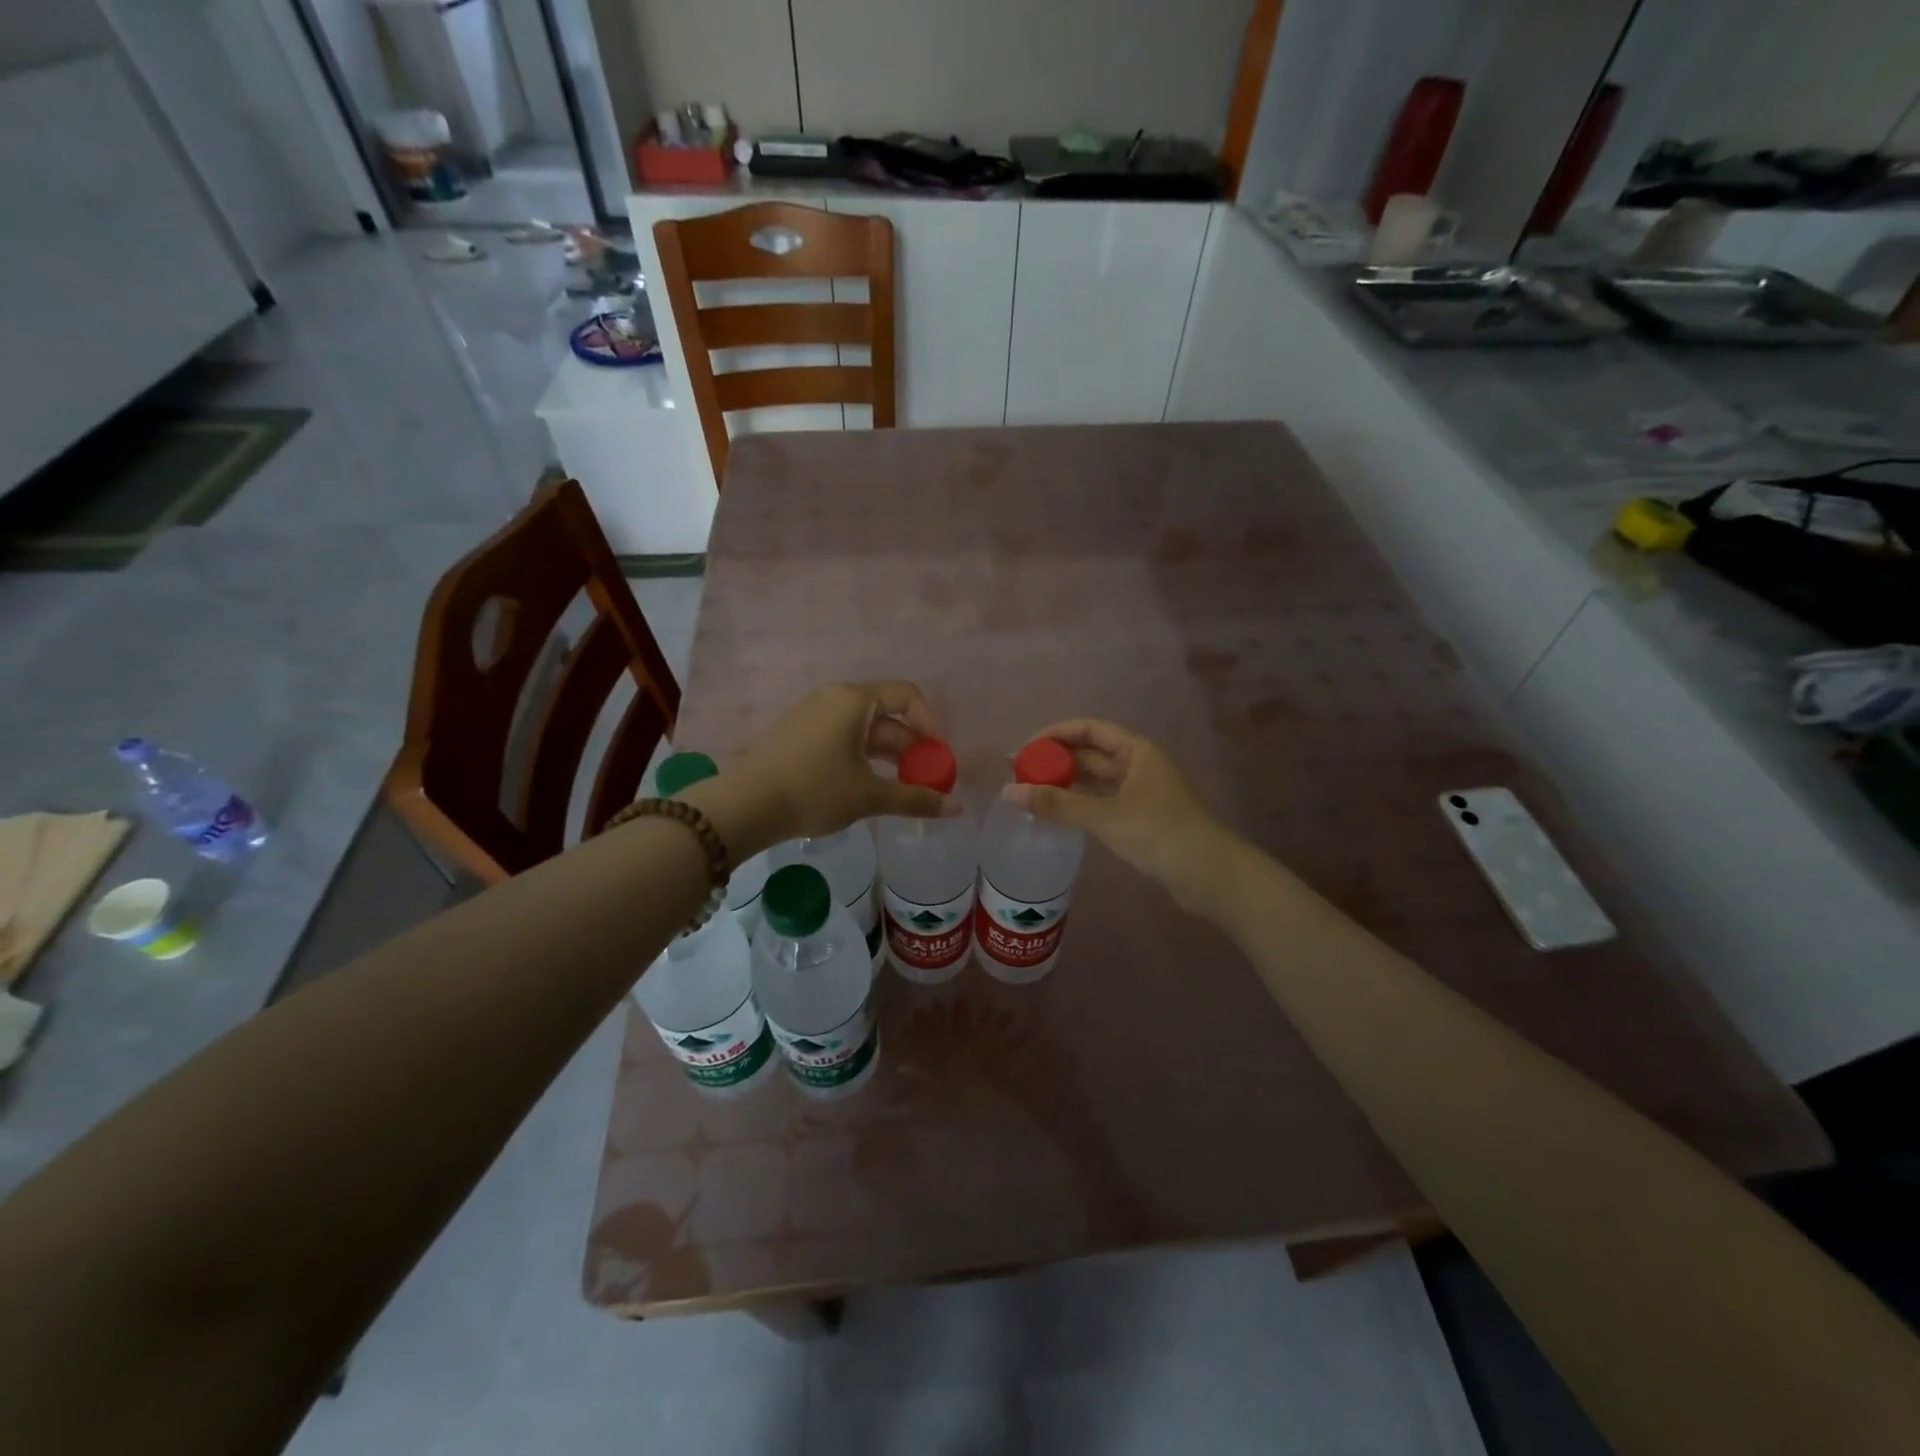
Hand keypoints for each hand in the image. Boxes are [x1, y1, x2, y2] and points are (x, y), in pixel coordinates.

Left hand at [718, 681, 959, 852]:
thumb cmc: (814, 791)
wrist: (744, 805)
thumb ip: (915, 799)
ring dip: (886, 755)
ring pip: (863, 728)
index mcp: (855, 700)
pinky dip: (861, 756)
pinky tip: (863, 787)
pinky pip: (841, 736)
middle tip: (922, 780)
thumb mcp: (868, 796)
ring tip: (897, 789)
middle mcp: (834, 697)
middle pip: (886, 714)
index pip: (907, 694)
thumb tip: (957, 809)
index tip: (935, 757)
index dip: (929, 723)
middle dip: (909, 747)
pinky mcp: (797, 733)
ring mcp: (812, 713)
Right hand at [1004, 719, 1241, 916]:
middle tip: (1017, 773)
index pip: (1089, 729)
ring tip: (1029, 792)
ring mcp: (1141, 792)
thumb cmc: (1160, 834)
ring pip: (1095, 780)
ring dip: (1065, 783)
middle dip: (1055, 760)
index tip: (1024, 749)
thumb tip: (1009, 792)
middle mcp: (1139, 765)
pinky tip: (1056, 813)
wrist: (1210, 876)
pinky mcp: (1141, 818)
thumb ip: (1057, 805)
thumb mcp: (1105, 817)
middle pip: (1090, 754)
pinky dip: (1078, 804)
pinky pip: (1102, 802)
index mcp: (1137, 751)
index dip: (1055, 734)